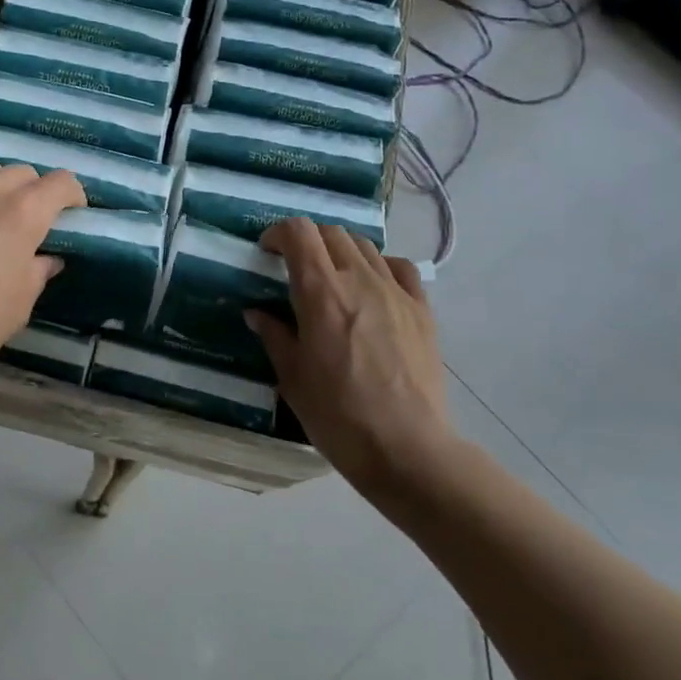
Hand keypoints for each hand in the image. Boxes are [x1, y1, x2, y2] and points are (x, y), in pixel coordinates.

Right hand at [246, 219, 456, 508]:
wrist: (405, 447)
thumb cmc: (337, 414)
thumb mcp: (292, 377)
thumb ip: (274, 336)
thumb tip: (257, 313)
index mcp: (320, 292)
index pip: (299, 233)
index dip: (278, 232)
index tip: (267, 250)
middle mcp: (359, 279)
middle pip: (331, 233)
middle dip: (308, 240)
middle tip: (294, 265)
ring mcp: (396, 291)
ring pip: (365, 246)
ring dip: (341, 251)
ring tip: (332, 277)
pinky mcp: (422, 310)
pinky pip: (400, 268)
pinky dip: (380, 266)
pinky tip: (373, 287)